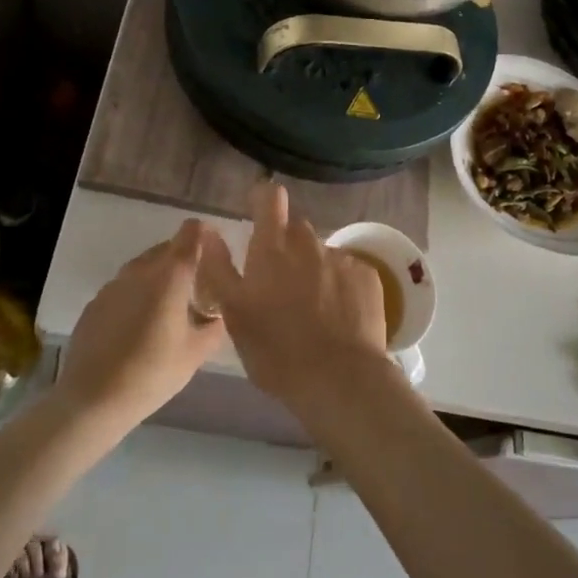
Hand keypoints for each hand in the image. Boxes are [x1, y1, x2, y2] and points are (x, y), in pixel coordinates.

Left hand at [56, 220, 226, 432]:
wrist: (92, 400)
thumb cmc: (152, 373)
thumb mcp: (196, 353)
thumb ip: (215, 326)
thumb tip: (220, 313)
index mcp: (170, 275)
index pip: (191, 233)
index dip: (205, 234)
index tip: (215, 252)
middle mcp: (141, 270)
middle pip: (167, 248)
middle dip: (184, 260)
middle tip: (197, 288)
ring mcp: (114, 284)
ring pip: (144, 267)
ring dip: (159, 277)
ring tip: (168, 309)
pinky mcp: (95, 303)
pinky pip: (124, 287)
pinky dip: (137, 295)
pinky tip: (139, 326)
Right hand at [199, 184, 398, 422]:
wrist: (339, 378)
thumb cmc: (276, 351)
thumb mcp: (234, 314)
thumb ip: (219, 268)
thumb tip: (209, 231)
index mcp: (272, 249)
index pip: (270, 198)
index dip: (264, 198)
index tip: (260, 208)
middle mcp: (308, 244)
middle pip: (297, 230)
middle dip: (288, 246)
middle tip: (282, 284)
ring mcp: (341, 258)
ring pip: (322, 254)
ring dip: (315, 270)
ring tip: (313, 309)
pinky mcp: (368, 276)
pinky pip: (349, 271)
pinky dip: (342, 286)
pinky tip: (340, 316)